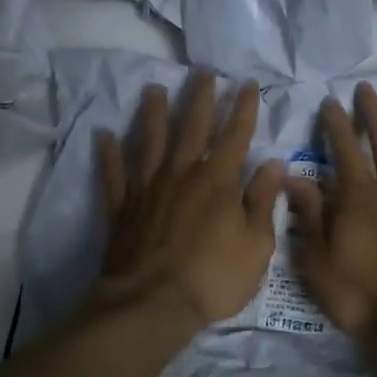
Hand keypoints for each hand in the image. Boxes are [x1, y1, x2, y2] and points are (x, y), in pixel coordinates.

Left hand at [93, 72, 283, 327]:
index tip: (247, 84)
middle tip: (203, 71)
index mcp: (217, 181)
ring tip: (154, 89)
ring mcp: (148, 189)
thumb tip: (273, 163)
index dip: (243, 108)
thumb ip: (262, 201)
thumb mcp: (256, 245)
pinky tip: (103, 134)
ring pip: (150, 141)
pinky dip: (108, 154)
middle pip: (191, 127)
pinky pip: (113, 174)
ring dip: (153, 113)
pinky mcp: (122, 208)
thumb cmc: (213, 278)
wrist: (152, 304)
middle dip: (200, 98)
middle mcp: (181, 174)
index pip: (235, 135)